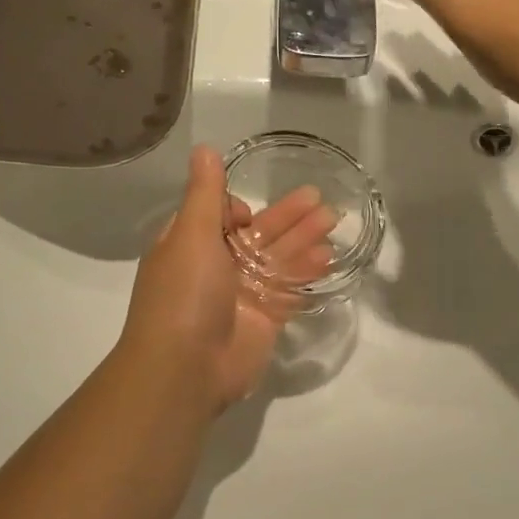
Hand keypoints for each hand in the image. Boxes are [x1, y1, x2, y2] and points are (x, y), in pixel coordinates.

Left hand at [121, 146, 335, 411]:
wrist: (186, 369)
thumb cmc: (184, 294)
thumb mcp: (191, 235)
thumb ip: (205, 193)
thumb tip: (203, 149)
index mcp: (189, 245)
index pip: (219, 216)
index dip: (239, 209)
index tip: (251, 213)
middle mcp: (214, 267)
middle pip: (257, 234)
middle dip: (288, 217)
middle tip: (322, 200)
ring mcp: (240, 295)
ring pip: (276, 260)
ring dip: (303, 240)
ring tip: (334, 221)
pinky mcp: (263, 319)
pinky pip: (287, 289)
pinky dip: (305, 272)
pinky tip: (328, 257)